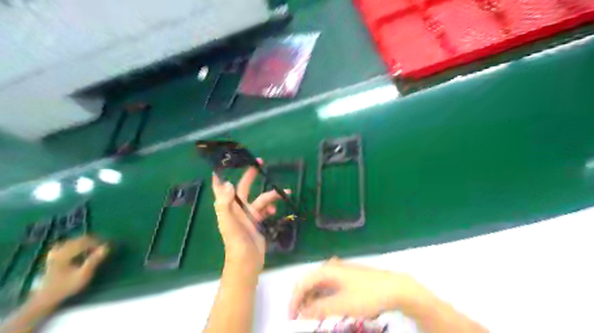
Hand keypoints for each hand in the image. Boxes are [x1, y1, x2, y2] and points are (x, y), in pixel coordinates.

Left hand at [34, 236, 108, 302]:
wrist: (45, 297)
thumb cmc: (66, 287)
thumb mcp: (83, 275)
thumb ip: (94, 260)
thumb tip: (106, 247)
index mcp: (64, 254)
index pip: (85, 242)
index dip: (98, 242)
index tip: (108, 247)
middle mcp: (59, 250)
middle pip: (80, 240)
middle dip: (94, 242)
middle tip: (104, 248)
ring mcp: (55, 252)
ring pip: (75, 241)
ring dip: (87, 243)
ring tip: (96, 249)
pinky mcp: (54, 255)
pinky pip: (69, 244)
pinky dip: (79, 245)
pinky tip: (83, 250)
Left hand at [212, 161, 290, 272]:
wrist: (247, 262)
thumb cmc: (236, 242)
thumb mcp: (228, 223)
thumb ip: (225, 204)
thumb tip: (227, 183)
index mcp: (229, 207)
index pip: (222, 188)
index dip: (221, 176)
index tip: (223, 163)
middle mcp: (238, 209)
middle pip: (244, 187)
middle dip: (251, 175)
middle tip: (259, 162)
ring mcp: (249, 215)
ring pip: (261, 199)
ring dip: (271, 195)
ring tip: (285, 191)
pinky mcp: (258, 222)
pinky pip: (266, 210)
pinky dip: (271, 208)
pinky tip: (276, 210)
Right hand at [289, 258, 424, 319]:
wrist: (394, 288)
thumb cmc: (367, 295)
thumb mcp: (341, 305)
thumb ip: (319, 309)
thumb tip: (302, 312)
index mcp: (327, 270)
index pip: (302, 283)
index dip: (294, 300)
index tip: (291, 319)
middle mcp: (331, 266)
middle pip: (310, 282)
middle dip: (303, 300)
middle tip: (302, 319)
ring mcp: (340, 270)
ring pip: (320, 284)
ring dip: (314, 300)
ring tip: (314, 316)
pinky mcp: (348, 276)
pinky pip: (329, 285)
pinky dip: (324, 297)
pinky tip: (327, 307)